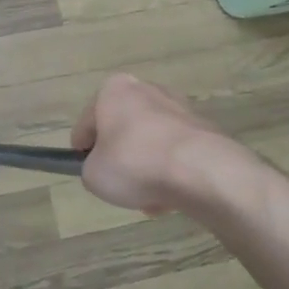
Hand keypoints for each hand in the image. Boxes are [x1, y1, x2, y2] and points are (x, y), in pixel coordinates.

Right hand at [72, 73, 227, 212]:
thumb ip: (91, 168)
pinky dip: (172, 171)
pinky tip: (172, 197)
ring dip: (147, 168)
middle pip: (123, 131)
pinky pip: (177, 153)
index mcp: (113, 90)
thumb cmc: (135, 164)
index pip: (87, 123)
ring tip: (148, 199)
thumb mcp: (93, 175)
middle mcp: (147, 89)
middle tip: (120, 186)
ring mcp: (179, 107)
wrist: (202, 171)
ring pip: (151, 143)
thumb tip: (106, 169)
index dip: (83, 151)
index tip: (88, 171)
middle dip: (121, 159)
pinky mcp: (205, 129)